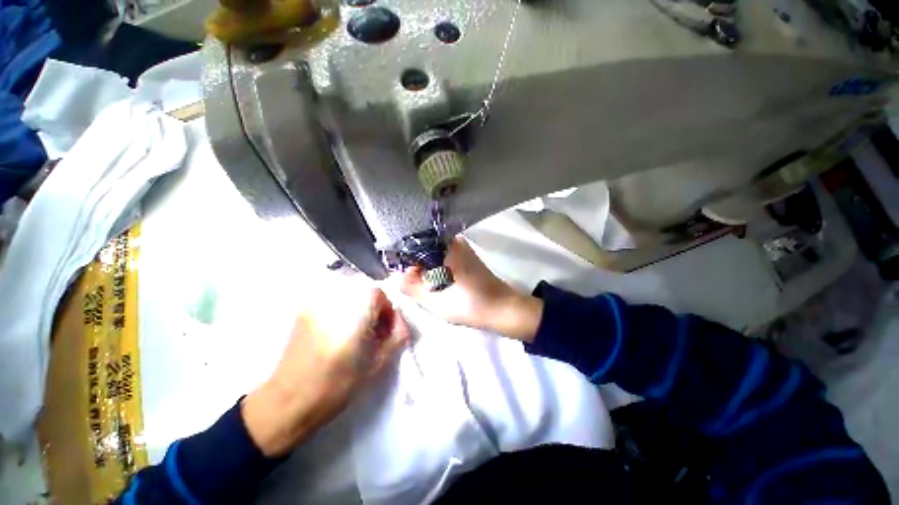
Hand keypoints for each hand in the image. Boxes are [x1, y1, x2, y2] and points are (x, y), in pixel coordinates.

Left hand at [243, 286, 408, 456]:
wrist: (287, 403)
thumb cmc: (336, 386)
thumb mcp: (376, 365)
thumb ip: (396, 337)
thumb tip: (401, 323)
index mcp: (353, 312)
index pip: (378, 294)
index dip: (387, 310)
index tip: (386, 330)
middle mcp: (334, 300)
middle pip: (364, 293)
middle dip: (375, 311)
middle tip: (375, 335)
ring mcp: (316, 304)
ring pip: (350, 298)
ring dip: (360, 312)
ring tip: (358, 336)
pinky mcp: (304, 312)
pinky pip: (334, 303)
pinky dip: (344, 314)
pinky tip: (340, 335)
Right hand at [400, 238, 542, 341]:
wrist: (501, 308)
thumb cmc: (468, 303)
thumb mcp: (433, 299)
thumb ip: (410, 286)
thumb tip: (401, 275)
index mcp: (445, 244)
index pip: (413, 246)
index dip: (405, 264)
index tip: (406, 281)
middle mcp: (453, 240)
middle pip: (423, 251)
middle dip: (417, 269)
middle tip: (420, 289)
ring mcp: (461, 248)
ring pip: (433, 257)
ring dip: (428, 272)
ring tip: (430, 289)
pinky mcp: (466, 257)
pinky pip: (443, 260)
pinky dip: (437, 272)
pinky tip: (440, 286)